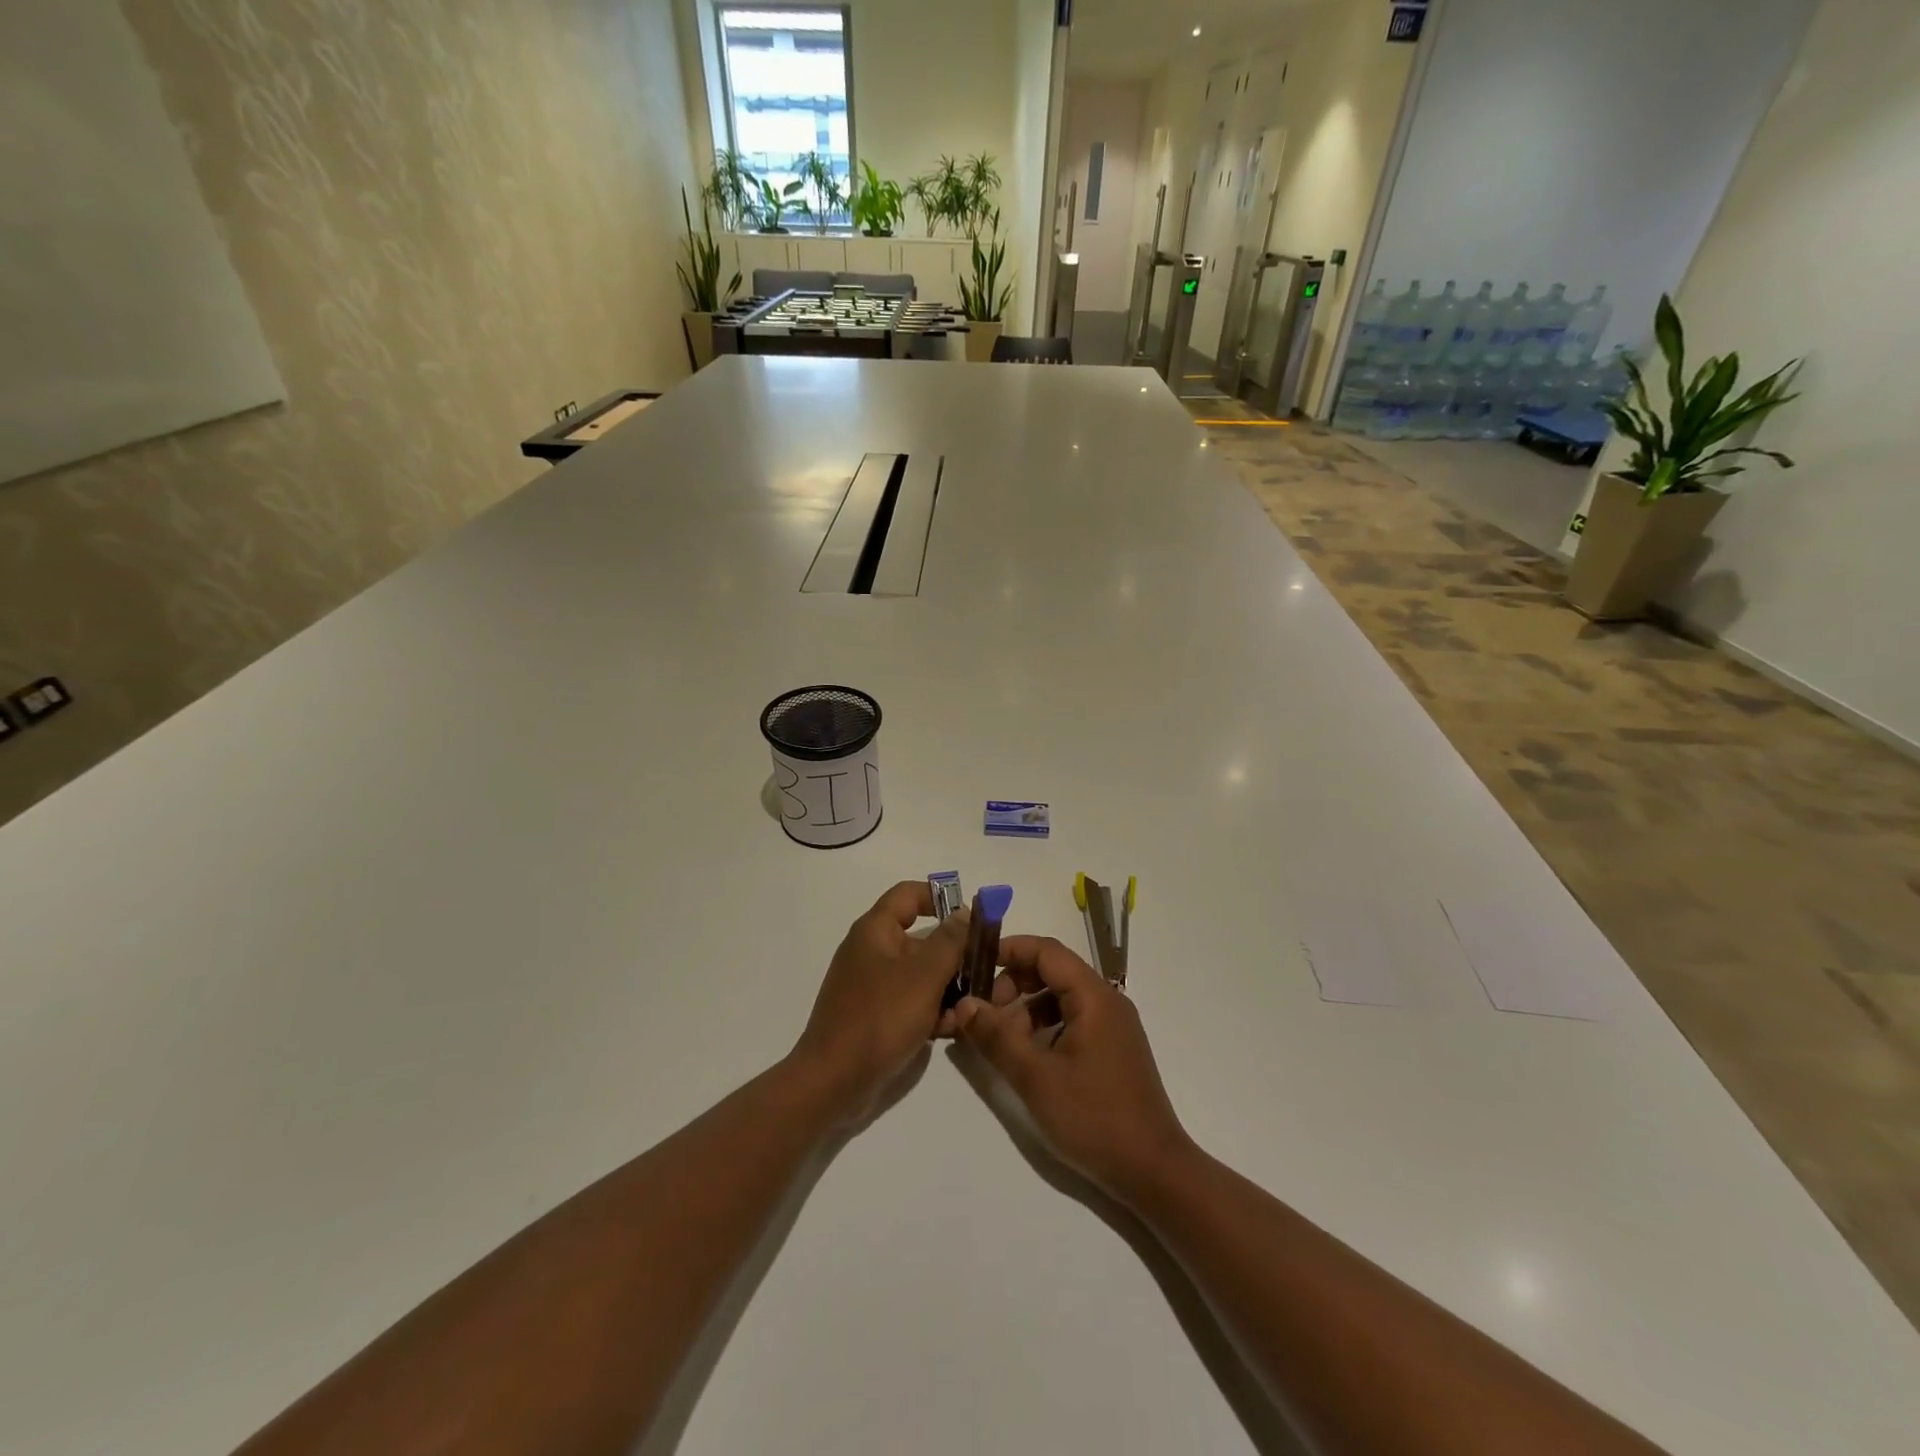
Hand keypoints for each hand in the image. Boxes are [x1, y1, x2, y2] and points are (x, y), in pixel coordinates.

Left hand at [790, 881, 968, 1120]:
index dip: (941, 897)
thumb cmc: (880, 1019)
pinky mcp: (876, 1015)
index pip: (909, 894)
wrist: (833, 1082)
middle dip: (954, 955)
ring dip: (947, 988)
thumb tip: (963, 912)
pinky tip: (948, 1030)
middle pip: (921, 938)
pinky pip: (911, 1001)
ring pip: (921, 974)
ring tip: (967, 1010)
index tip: (973, 917)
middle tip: (984, 971)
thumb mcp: (924, 976)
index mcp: (875, 931)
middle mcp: (872, 951)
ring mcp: (872, 985)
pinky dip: (930, 1011)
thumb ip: (950, 941)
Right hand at [952, 936, 1193, 1198]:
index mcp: (1094, 996)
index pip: (1046, 950)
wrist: (1153, 1171)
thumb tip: (964, 1003)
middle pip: (1053, 971)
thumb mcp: (1035, 1077)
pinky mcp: (1112, 1049)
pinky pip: (1072, 1019)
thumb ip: (997, 1036)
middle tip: (984, 1011)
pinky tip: (1028, 1056)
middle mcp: (1107, 1001)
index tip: (974, 963)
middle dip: (1014, 983)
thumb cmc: (1094, 1117)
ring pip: (1061, 997)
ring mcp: (1113, 1026)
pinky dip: (1045, 1027)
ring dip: (1027, 1008)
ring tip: (1001, 1040)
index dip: (1009, 950)